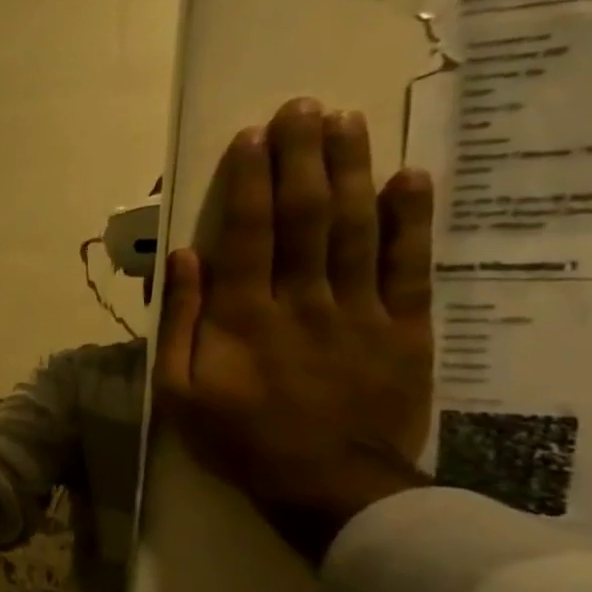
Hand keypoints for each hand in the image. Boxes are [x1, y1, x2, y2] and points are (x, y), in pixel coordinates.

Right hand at [153, 98, 436, 561]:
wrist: (326, 485)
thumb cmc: (237, 436)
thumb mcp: (178, 389)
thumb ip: (181, 320)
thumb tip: (183, 256)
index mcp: (243, 314)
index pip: (248, 232)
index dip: (250, 181)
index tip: (251, 137)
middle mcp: (302, 299)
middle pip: (306, 215)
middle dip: (302, 157)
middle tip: (302, 107)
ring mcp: (359, 310)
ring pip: (357, 228)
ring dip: (351, 171)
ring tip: (348, 122)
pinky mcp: (405, 328)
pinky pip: (410, 266)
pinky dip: (412, 220)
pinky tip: (410, 178)